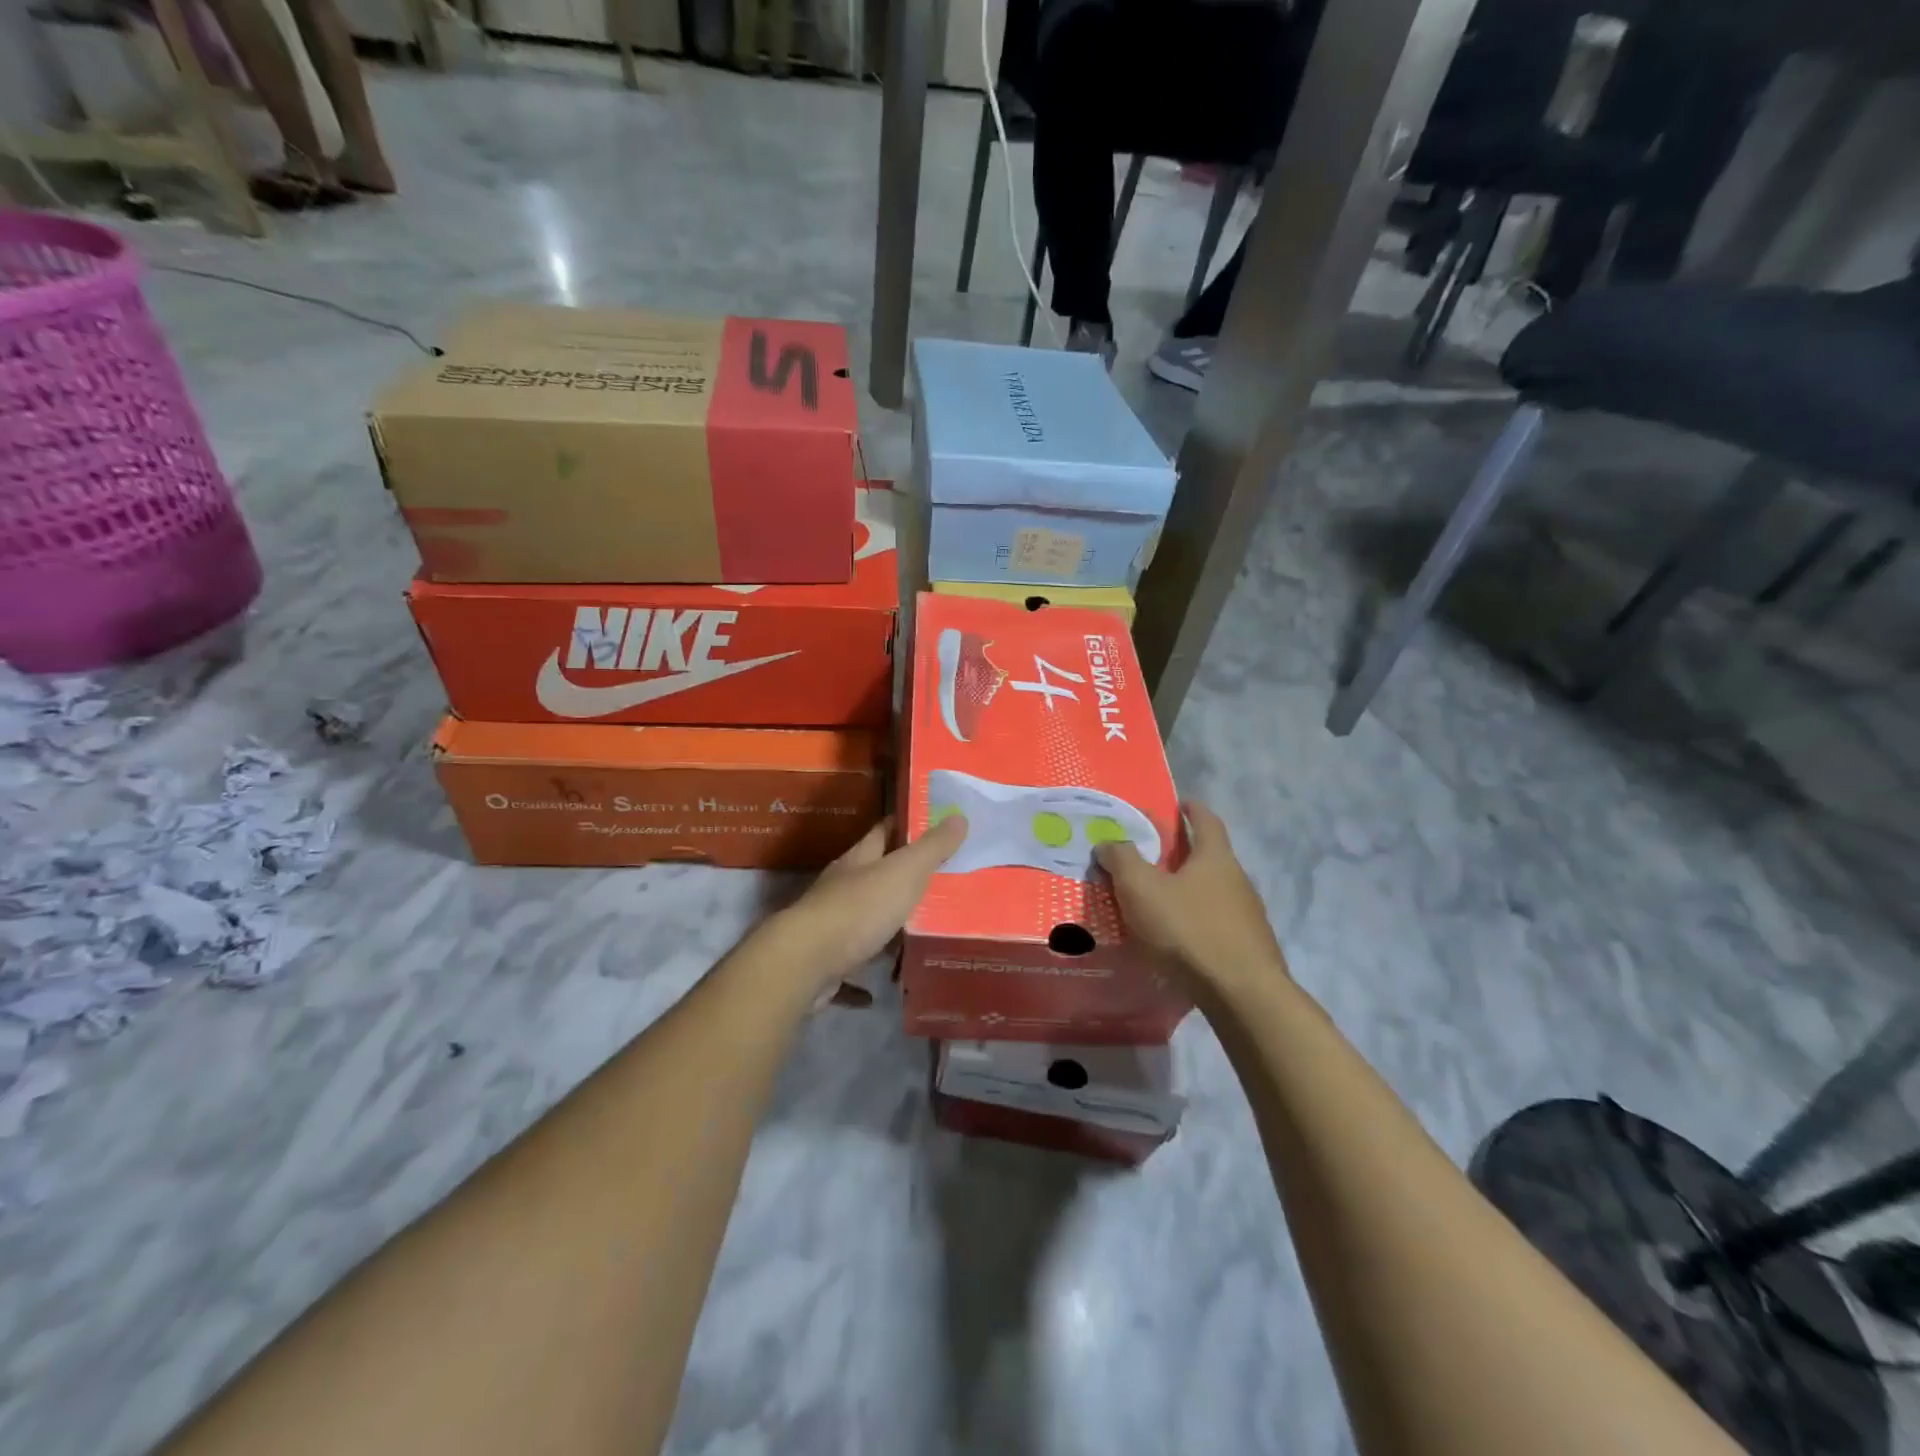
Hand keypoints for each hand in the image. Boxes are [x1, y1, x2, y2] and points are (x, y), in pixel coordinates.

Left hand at [766, 815, 967, 995]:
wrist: (804, 963)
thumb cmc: (859, 909)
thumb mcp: (904, 873)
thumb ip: (932, 848)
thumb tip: (958, 817)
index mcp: (859, 860)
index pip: (884, 831)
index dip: (907, 825)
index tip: (934, 824)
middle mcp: (841, 888)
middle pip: (874, 876)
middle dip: (902, 878)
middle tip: (941, 883)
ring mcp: (830, 926)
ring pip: (864, 920)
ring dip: (886, 925)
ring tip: (921, 934)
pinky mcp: (825, 963)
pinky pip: (851, 968)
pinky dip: (865, 978)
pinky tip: (882, 990)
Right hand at [1094, 801, 1286, 988]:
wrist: (1241, 994)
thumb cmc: (1188, 929)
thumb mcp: (1141, 889)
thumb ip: (1121, 860)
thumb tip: (1109, 842)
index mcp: (1215, 857)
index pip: (1206, 820)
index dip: (1191, 809)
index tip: (1177, 804)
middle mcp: (1238, 880)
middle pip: (1209, 857)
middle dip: (1183, 854)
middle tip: (1150, 858)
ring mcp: (1248, 916)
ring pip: (1213, 893)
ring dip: (1188, 892)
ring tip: (1158, 903)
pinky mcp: (1248, 948)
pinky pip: (1216, 924)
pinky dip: (1196, 923)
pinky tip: (1178, 941)